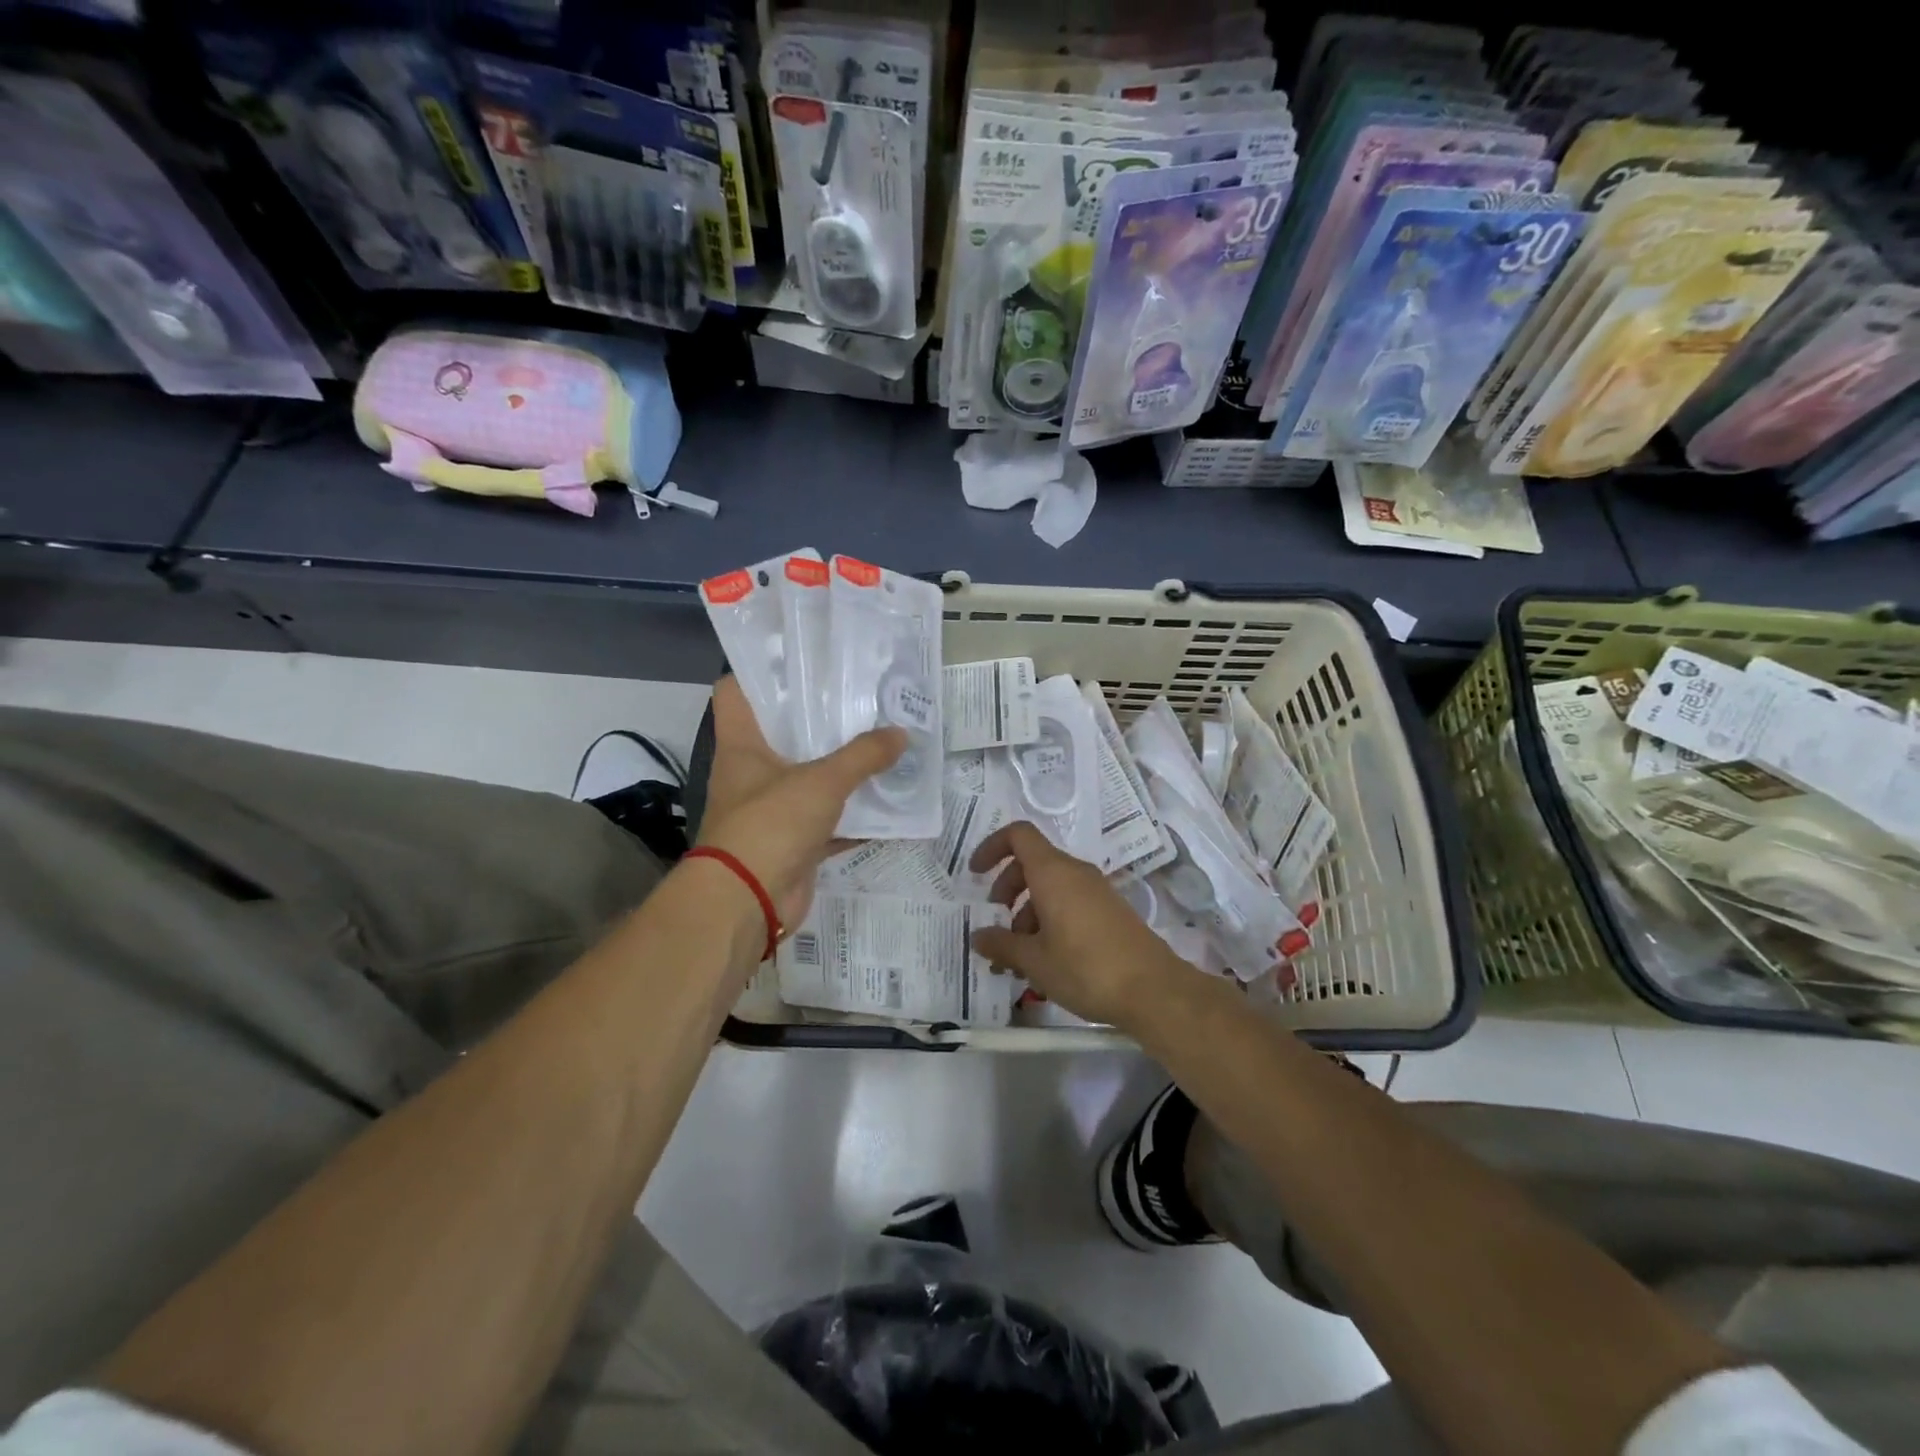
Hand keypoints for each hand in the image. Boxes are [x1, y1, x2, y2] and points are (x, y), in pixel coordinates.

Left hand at [697, 676, 905, 929]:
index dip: (762, 671)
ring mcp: (771, 809)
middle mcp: (752, 773)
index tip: (802, 660)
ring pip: (809, 777)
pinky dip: (854, 816)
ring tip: (882, 741)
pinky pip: (828, 820)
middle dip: (819, 718)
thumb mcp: (822, 781)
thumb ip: (863, 756)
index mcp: (743, 745)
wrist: (748, 903)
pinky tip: (888, 803)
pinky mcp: (792, 842)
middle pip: (782, 733)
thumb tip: (901, 733)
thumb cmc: (771, 825)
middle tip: (860, 697)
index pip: (738, 692)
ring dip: (841, 767)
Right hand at [968, 822, 1190, 1029]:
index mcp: (1053, 873)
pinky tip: (1045, 961)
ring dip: (1028, 911)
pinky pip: (1070, 902)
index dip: (992, 847)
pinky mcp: (1110, 911)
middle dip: (1007, 887)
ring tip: (1017, 957)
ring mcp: (1096, 891)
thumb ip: (1001, 945)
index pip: (1018, 835)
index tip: (975, 874)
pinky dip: (1050, 920)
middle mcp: (1075, 873)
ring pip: (1051, 886)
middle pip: (1032, 862)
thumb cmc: (1085, 968)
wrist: (1154, 990)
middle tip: (997, 920)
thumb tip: (978, 937)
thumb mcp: (1034, 961)